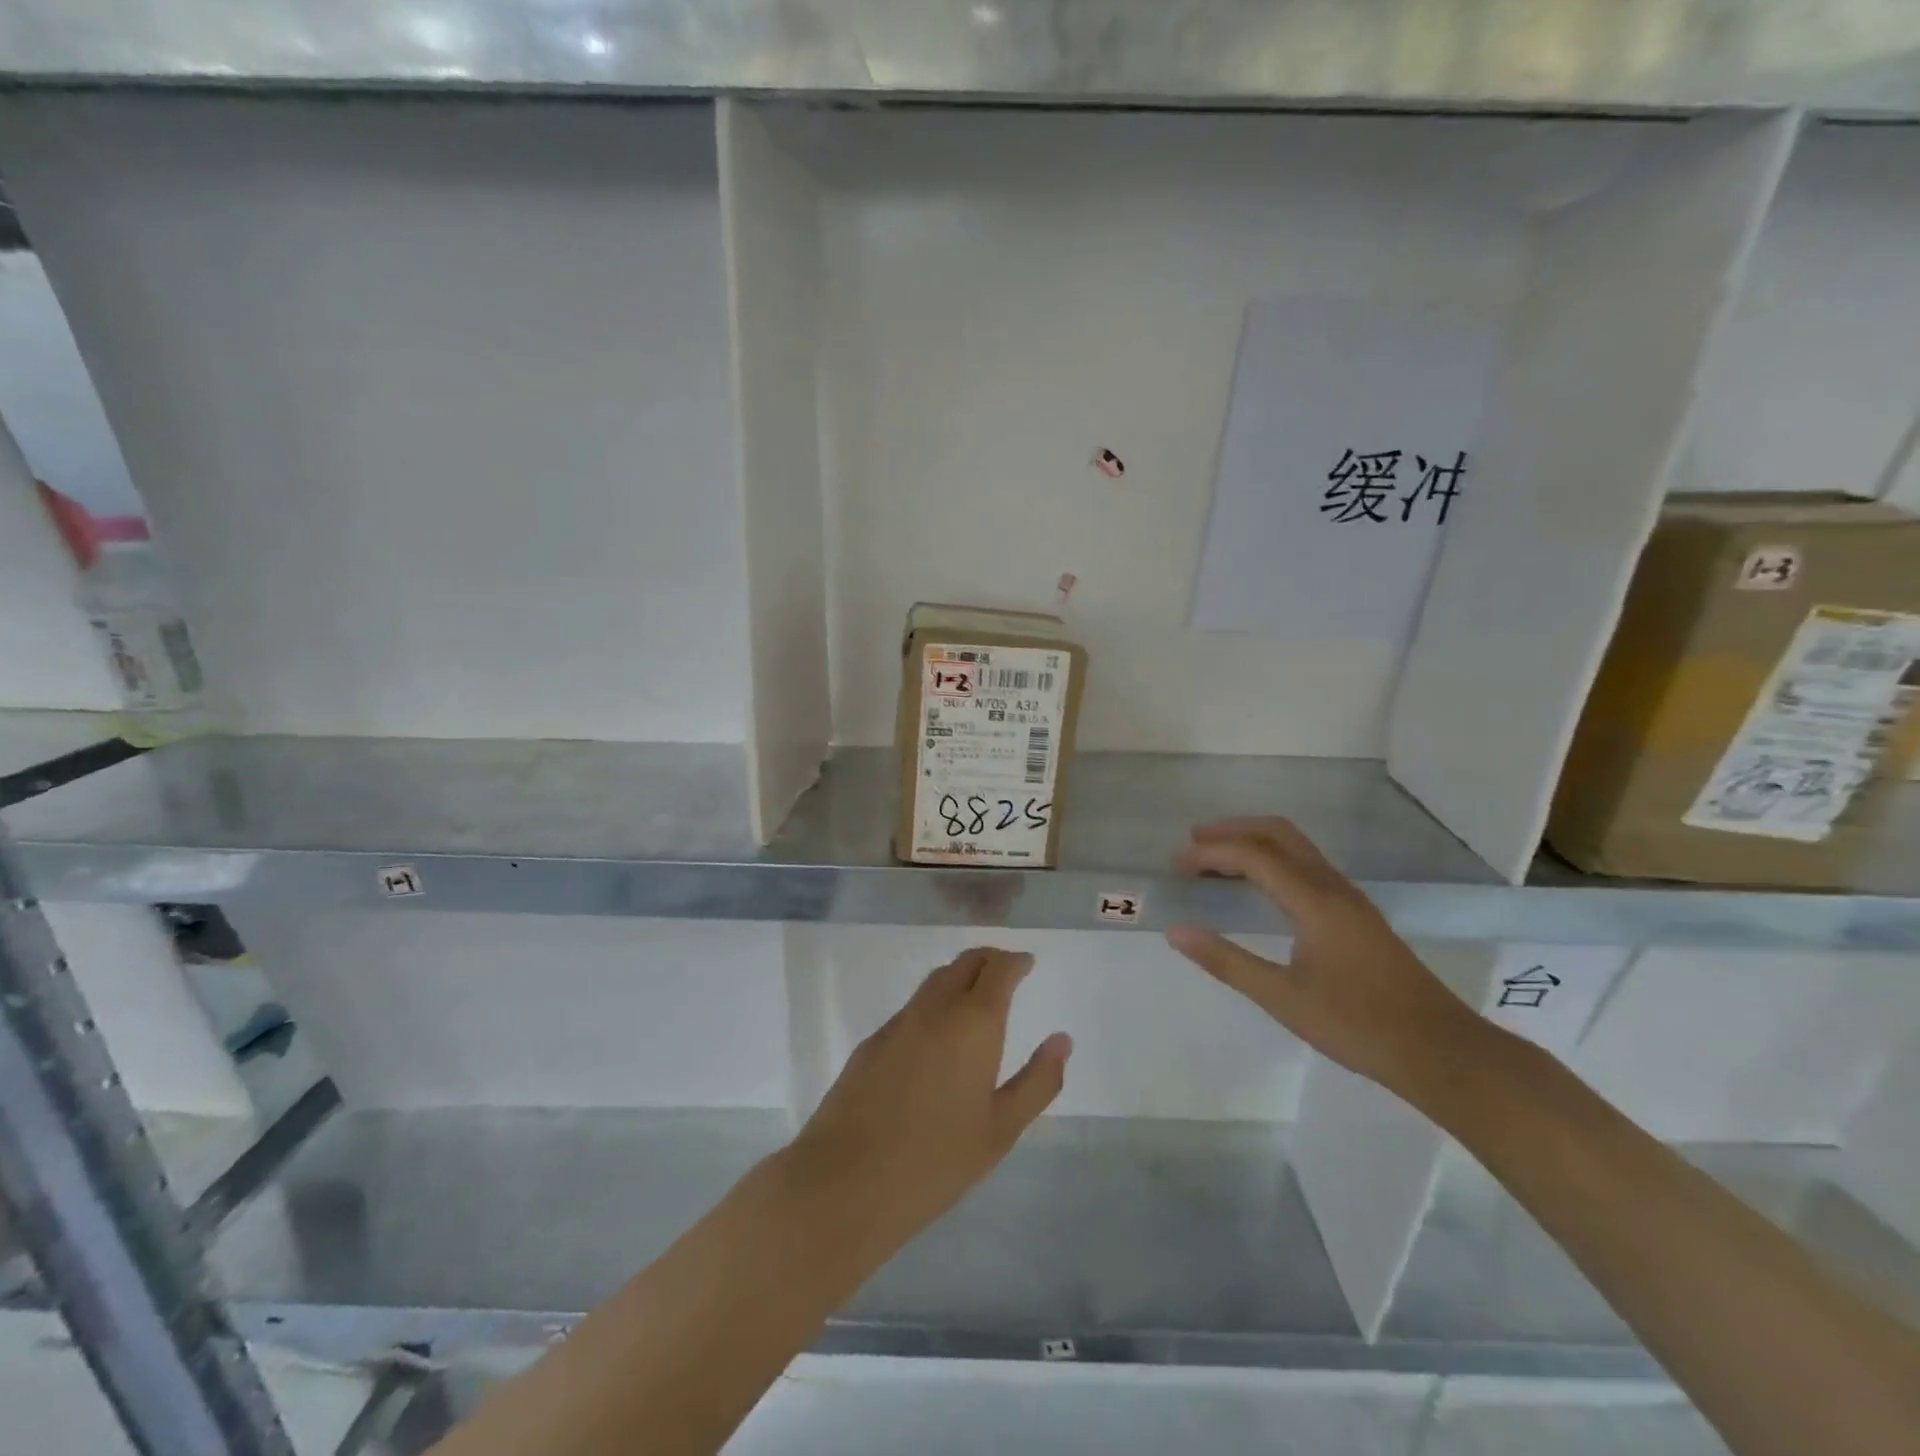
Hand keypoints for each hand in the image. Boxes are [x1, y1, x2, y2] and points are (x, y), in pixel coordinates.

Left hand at [783, 947, 1070, 1266]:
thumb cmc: (935, 1161)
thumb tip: (1061, 1040)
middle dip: (988, 960)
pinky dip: (933, 1006)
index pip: (997, 969)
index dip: (1015, 961)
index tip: (1027, 963)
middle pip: (964, 964)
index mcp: (972, 1023)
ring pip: (934, 983)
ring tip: (974, 999)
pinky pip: (911, 1010)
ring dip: (959, 978)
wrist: (845, 1182)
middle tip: (1006, 971)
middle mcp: (934, 1010)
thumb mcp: (1001, 1129)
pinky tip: (935, 1040)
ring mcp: (897, 1024)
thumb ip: (1037, 1081)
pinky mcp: (870, 1044)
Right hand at [1166, 818, 1481, 1099]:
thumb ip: (1226, 961)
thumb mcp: (1282, 998)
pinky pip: (1306, 867)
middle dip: (1233, 830)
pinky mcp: (1357, 915)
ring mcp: (1349, 899)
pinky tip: (1260, 888)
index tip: (1176, 864)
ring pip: (1296, 848)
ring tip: (1216, 862)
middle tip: (1193, 844)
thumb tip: (1176, 930)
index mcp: (1314, 901)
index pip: (1253, 856)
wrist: (1440, 1051)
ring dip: (1254, 844)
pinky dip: (1273, 862)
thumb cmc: (1357, 1025)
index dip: (1211, 853)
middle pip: (1278, 834)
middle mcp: (1333, 887)